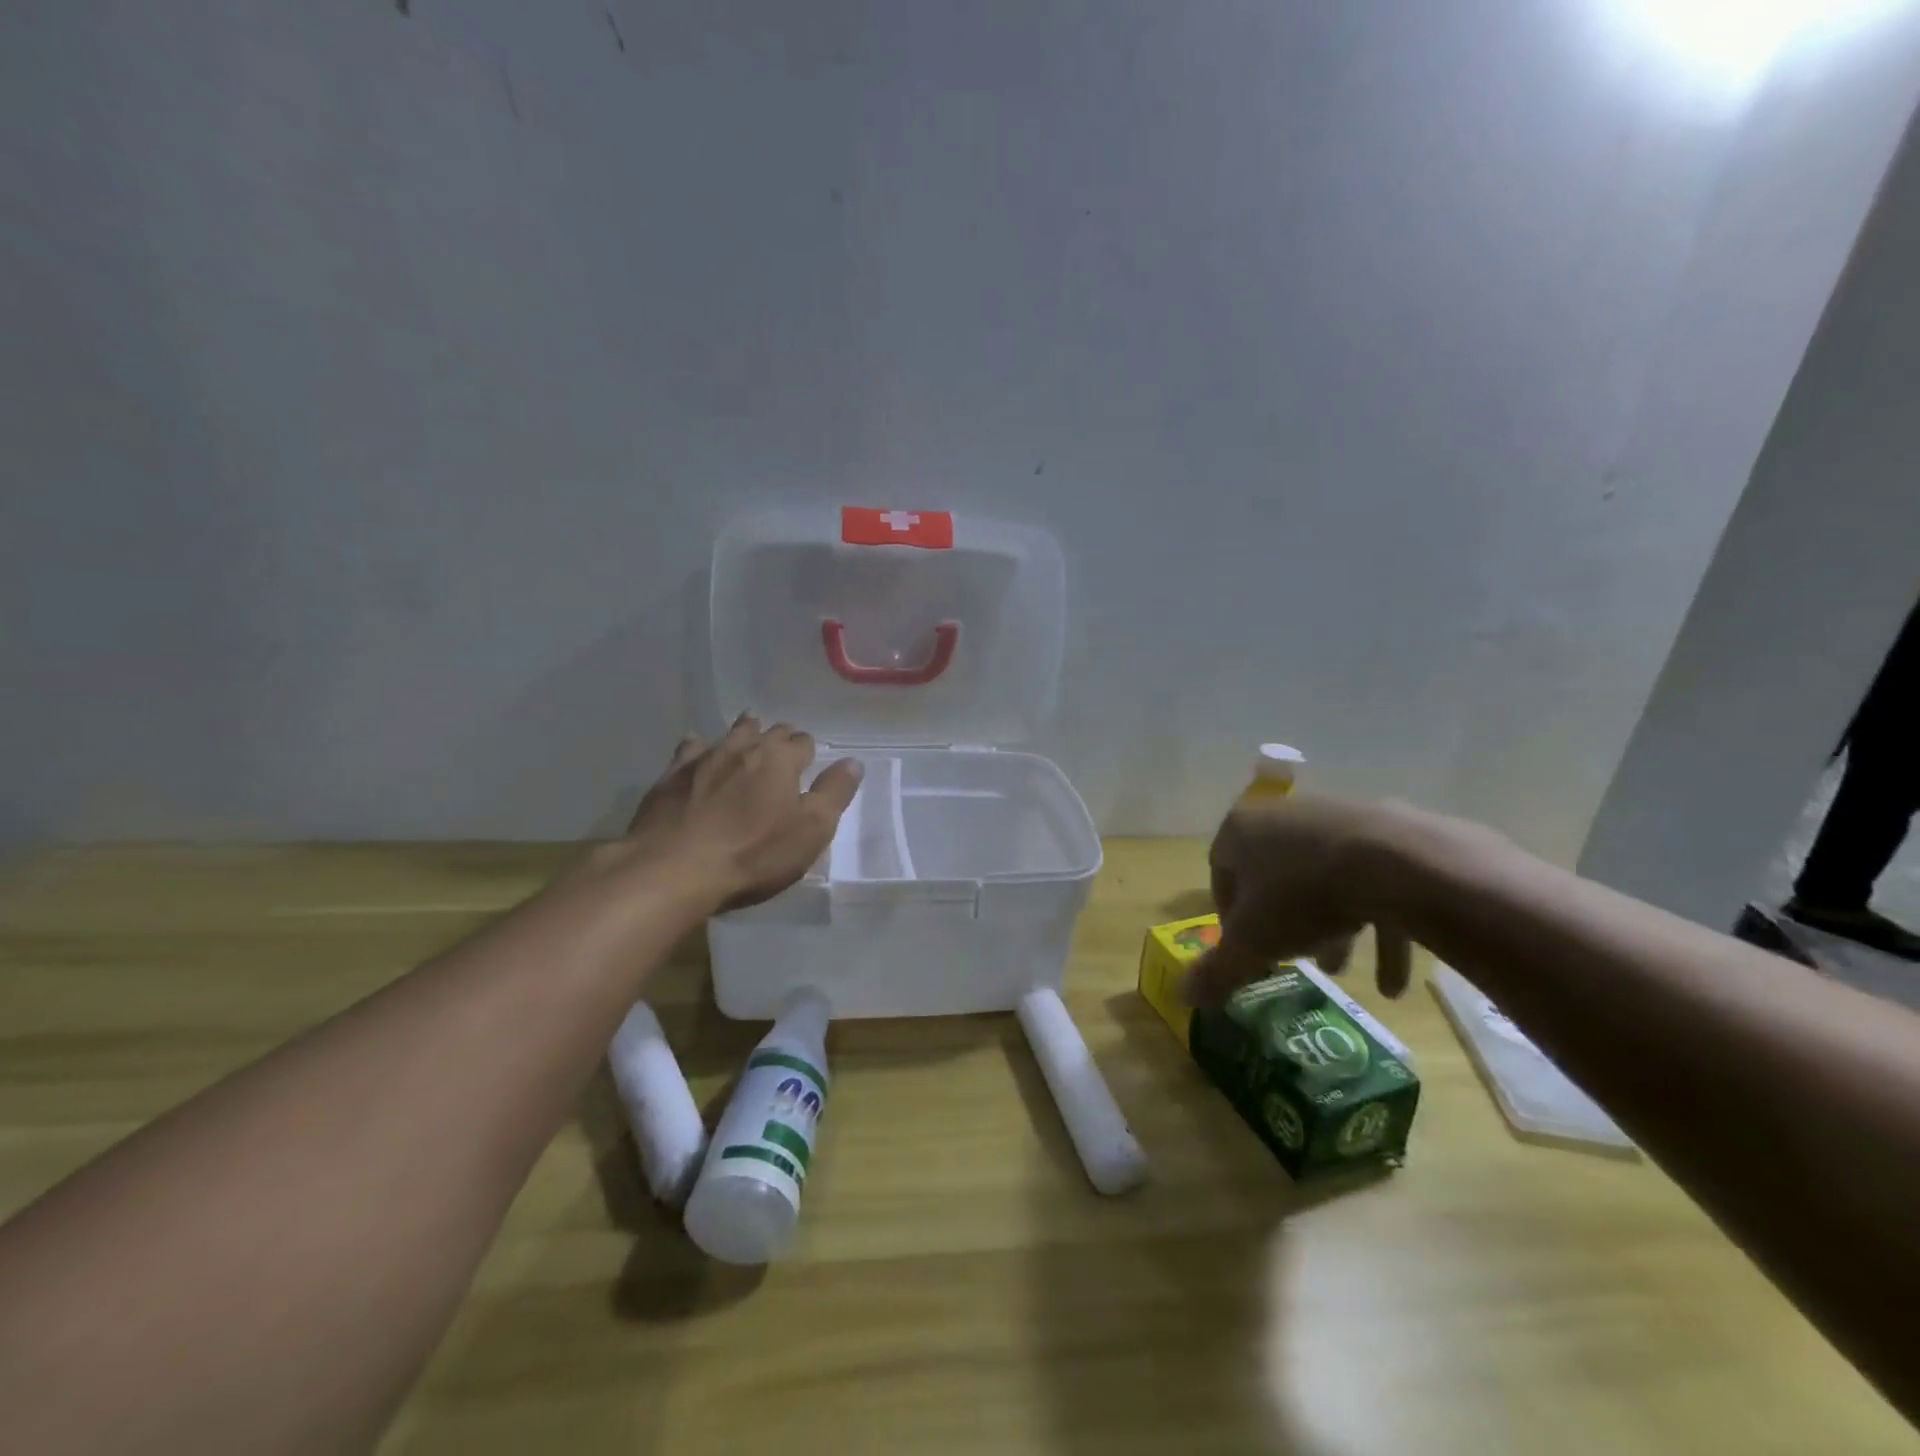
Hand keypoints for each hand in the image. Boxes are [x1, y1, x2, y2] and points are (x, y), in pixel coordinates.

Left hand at [620, 715, 862, 911]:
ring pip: (730, 734)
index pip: (803, 743)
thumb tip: (853, 762)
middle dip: (778, 739)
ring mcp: (703, 758)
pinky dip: (700, 748)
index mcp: (781, 759)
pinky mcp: (670, 776)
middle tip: (782, 754)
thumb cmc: (753, 853)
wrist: (673, 870)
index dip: (808, 753)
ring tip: (748, 739)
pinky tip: (699, 754)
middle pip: (768, 731)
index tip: (808, 766)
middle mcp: (743, 747)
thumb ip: (834, 794)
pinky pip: (690, 749)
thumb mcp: (810, 831)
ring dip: (743, 734)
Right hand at [1193, 793, 1414, 1004]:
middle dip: (1282, 923)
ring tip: (1339, 971)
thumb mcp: (1252, 942)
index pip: (1220, 874)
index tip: (1244, 950)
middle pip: (1273, 876)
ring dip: (1328, 927)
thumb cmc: (1302, 895)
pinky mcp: (1386, 832)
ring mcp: (1336, 819)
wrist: (1398, 862)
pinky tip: (1391, 981)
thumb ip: (1218, 970)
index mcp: (1240, 830)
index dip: (1229, 918)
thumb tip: (1183, 997)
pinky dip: (1377, 925)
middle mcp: (1283, 815)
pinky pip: (1371, 882)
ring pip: (1322, 880)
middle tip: (1292, 958)